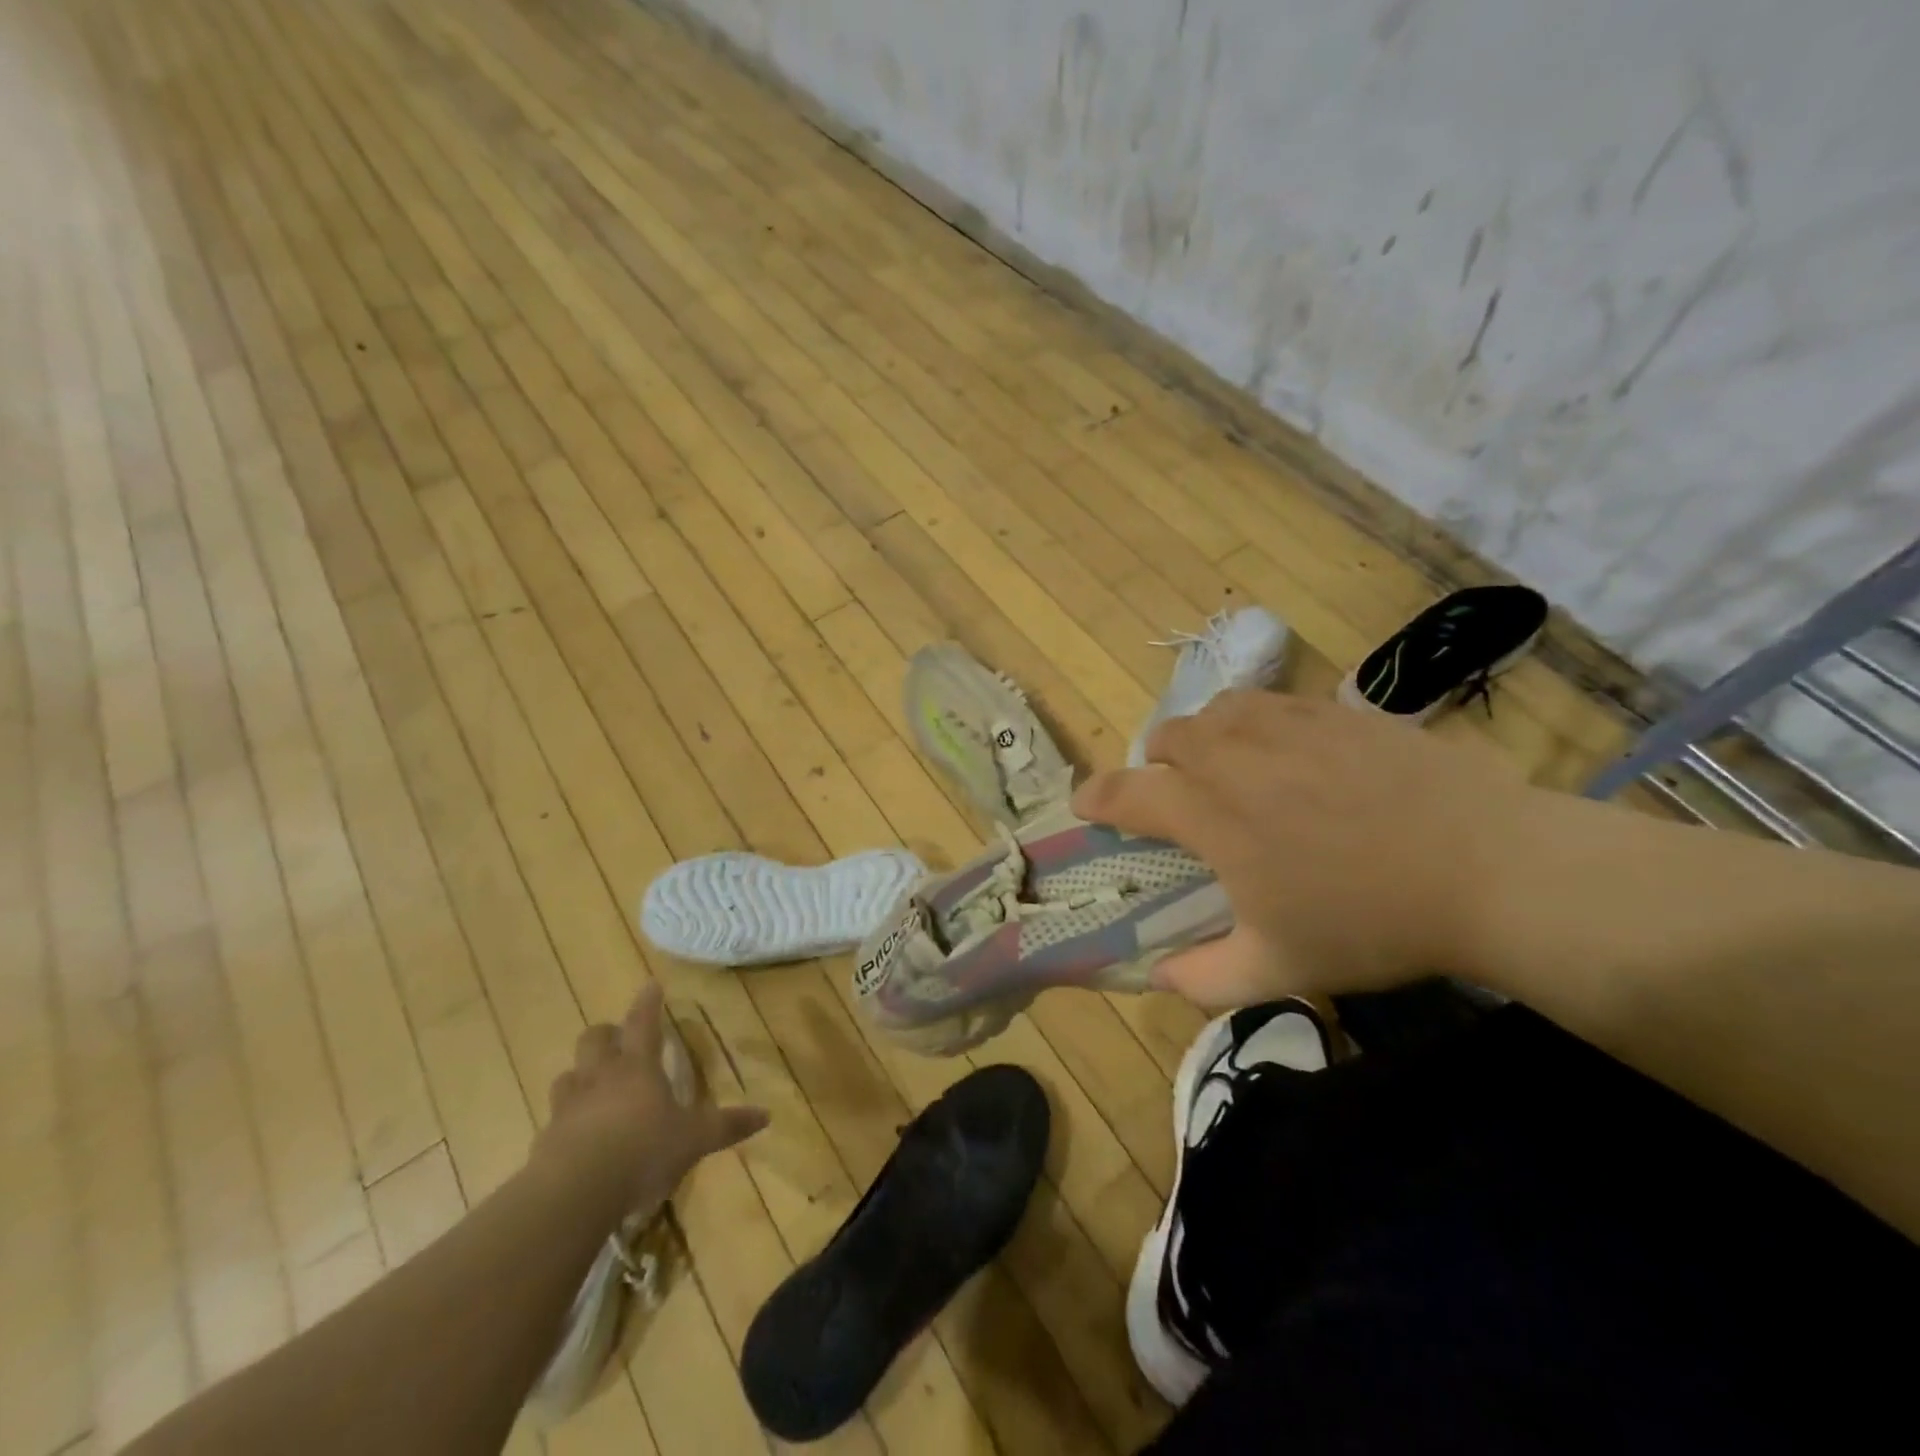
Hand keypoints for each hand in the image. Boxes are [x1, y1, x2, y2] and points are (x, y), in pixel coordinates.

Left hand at [534, 983, 768, 1212]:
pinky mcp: (545, 1139)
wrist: (573, 1194)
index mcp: (637, 1067)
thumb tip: (766, 1115)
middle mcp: (601, 1077)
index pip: (643, 1022)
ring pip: (568, 1075)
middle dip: (606, 1035)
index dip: (648, 1002)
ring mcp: (569, 1106)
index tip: (651, 984)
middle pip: (594, 1039)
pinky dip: (566, 1120)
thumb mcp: (694, 1140)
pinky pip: (554, 1118)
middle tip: (618, 1041)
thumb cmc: (642, 1152)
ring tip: (592, 1085)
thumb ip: (727, 1126)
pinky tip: (576, 1136)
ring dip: (580, 1075)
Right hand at [1072, 691, 1536, 1007]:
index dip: (1096, 797)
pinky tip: (1288, 754)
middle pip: (1167, 737)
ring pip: (1217, 709)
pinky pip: (1272, 703)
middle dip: (1156, 764)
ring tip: (1228, 766)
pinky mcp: (1336, 711)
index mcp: (1211, 814)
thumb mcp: (1280, 968)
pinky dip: (1256, 723)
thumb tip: (1158, 975)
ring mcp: (1288, 725)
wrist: (1490, 868)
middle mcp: (1236, 756)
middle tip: (1178, 796)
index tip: (1084, 804)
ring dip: (1204, 736)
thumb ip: (1204, 977)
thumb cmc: (1372, 922)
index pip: (1126, 793)